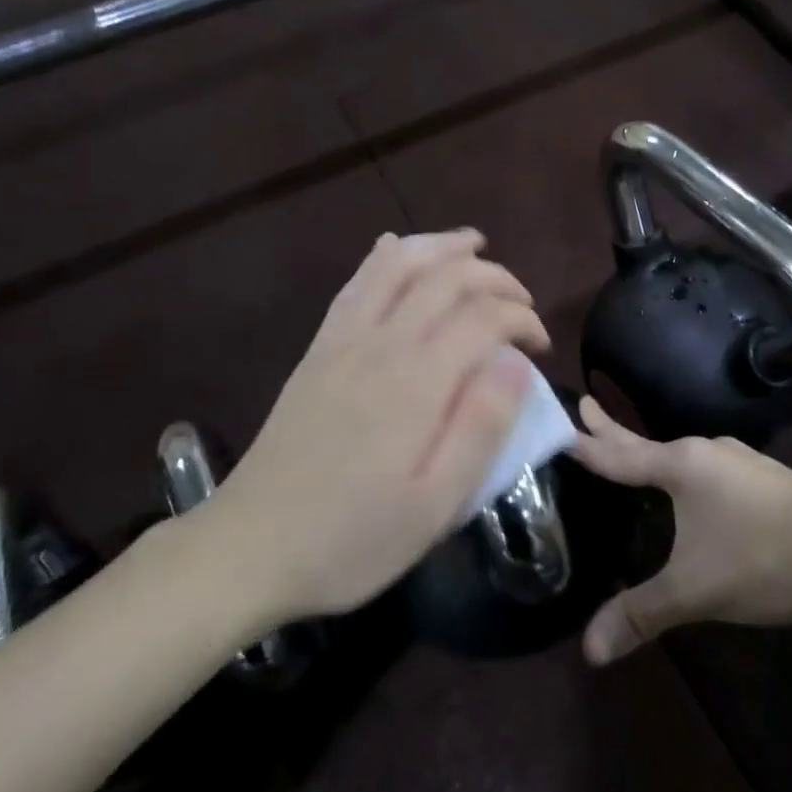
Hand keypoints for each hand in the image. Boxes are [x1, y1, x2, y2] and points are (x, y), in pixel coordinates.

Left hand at [210, 231, 549, 620]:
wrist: (251, 546)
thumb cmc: (353, 538)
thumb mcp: (435, 506)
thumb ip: (481, 428)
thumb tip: (516, 363)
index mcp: (417, 383)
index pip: (484, 317)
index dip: (522, 319)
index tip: (541, 347)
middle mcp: (381, 344)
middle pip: (447, 278)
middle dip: (495, 277)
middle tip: (523, 302)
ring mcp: (342, 340)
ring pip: (398, 264)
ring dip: (442, 247)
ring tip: (474, 245)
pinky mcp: (318, 348)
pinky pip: (357, 282)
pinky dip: (387, 256)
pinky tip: (398, 249)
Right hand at [573, 399, 791, 664]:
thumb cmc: (761, 559)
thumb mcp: (694, 590)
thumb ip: (640, 614)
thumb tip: (589, 652)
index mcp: (682, 465)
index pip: (619, 454)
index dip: (587, 444)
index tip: (561, 421)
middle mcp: (707, 452)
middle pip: (647, 441)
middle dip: (613, 428)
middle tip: (587, 402)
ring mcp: (741, 461)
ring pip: (682, 455)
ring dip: (653, 453)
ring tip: (636, 455)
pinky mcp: (766, 478)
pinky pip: (709, 467)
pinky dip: (685, 470)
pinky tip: (695, 487)